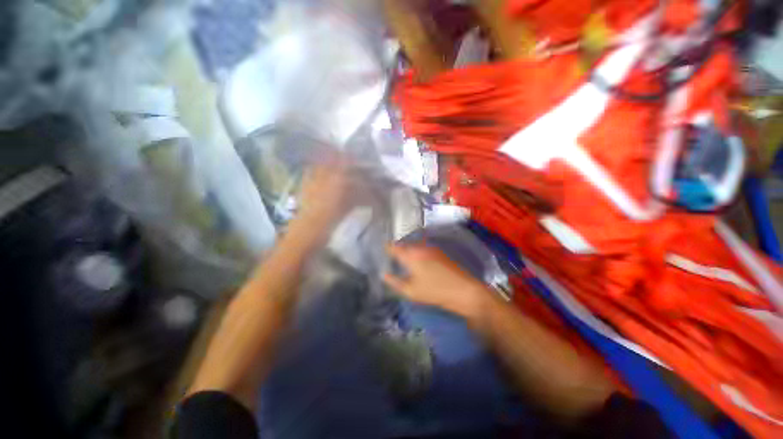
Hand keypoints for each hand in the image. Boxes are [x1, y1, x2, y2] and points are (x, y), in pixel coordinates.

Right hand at [383, 243, 490, 320]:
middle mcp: (420, 247)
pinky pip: (422, 248)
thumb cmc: (434, 292)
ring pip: (414, 246)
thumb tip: (384, 274)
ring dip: (407, 251)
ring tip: (403, 261)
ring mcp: (431, 248)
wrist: (464, 291)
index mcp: (411, 255)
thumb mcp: (410, 291)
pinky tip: (418, 263)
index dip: (386, 249)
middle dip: (397, 250)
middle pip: (404, 245)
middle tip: (392, 259)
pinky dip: (417, 252)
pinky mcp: (439, 252)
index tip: (382, 253)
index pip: (393, 247)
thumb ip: (394, 282)